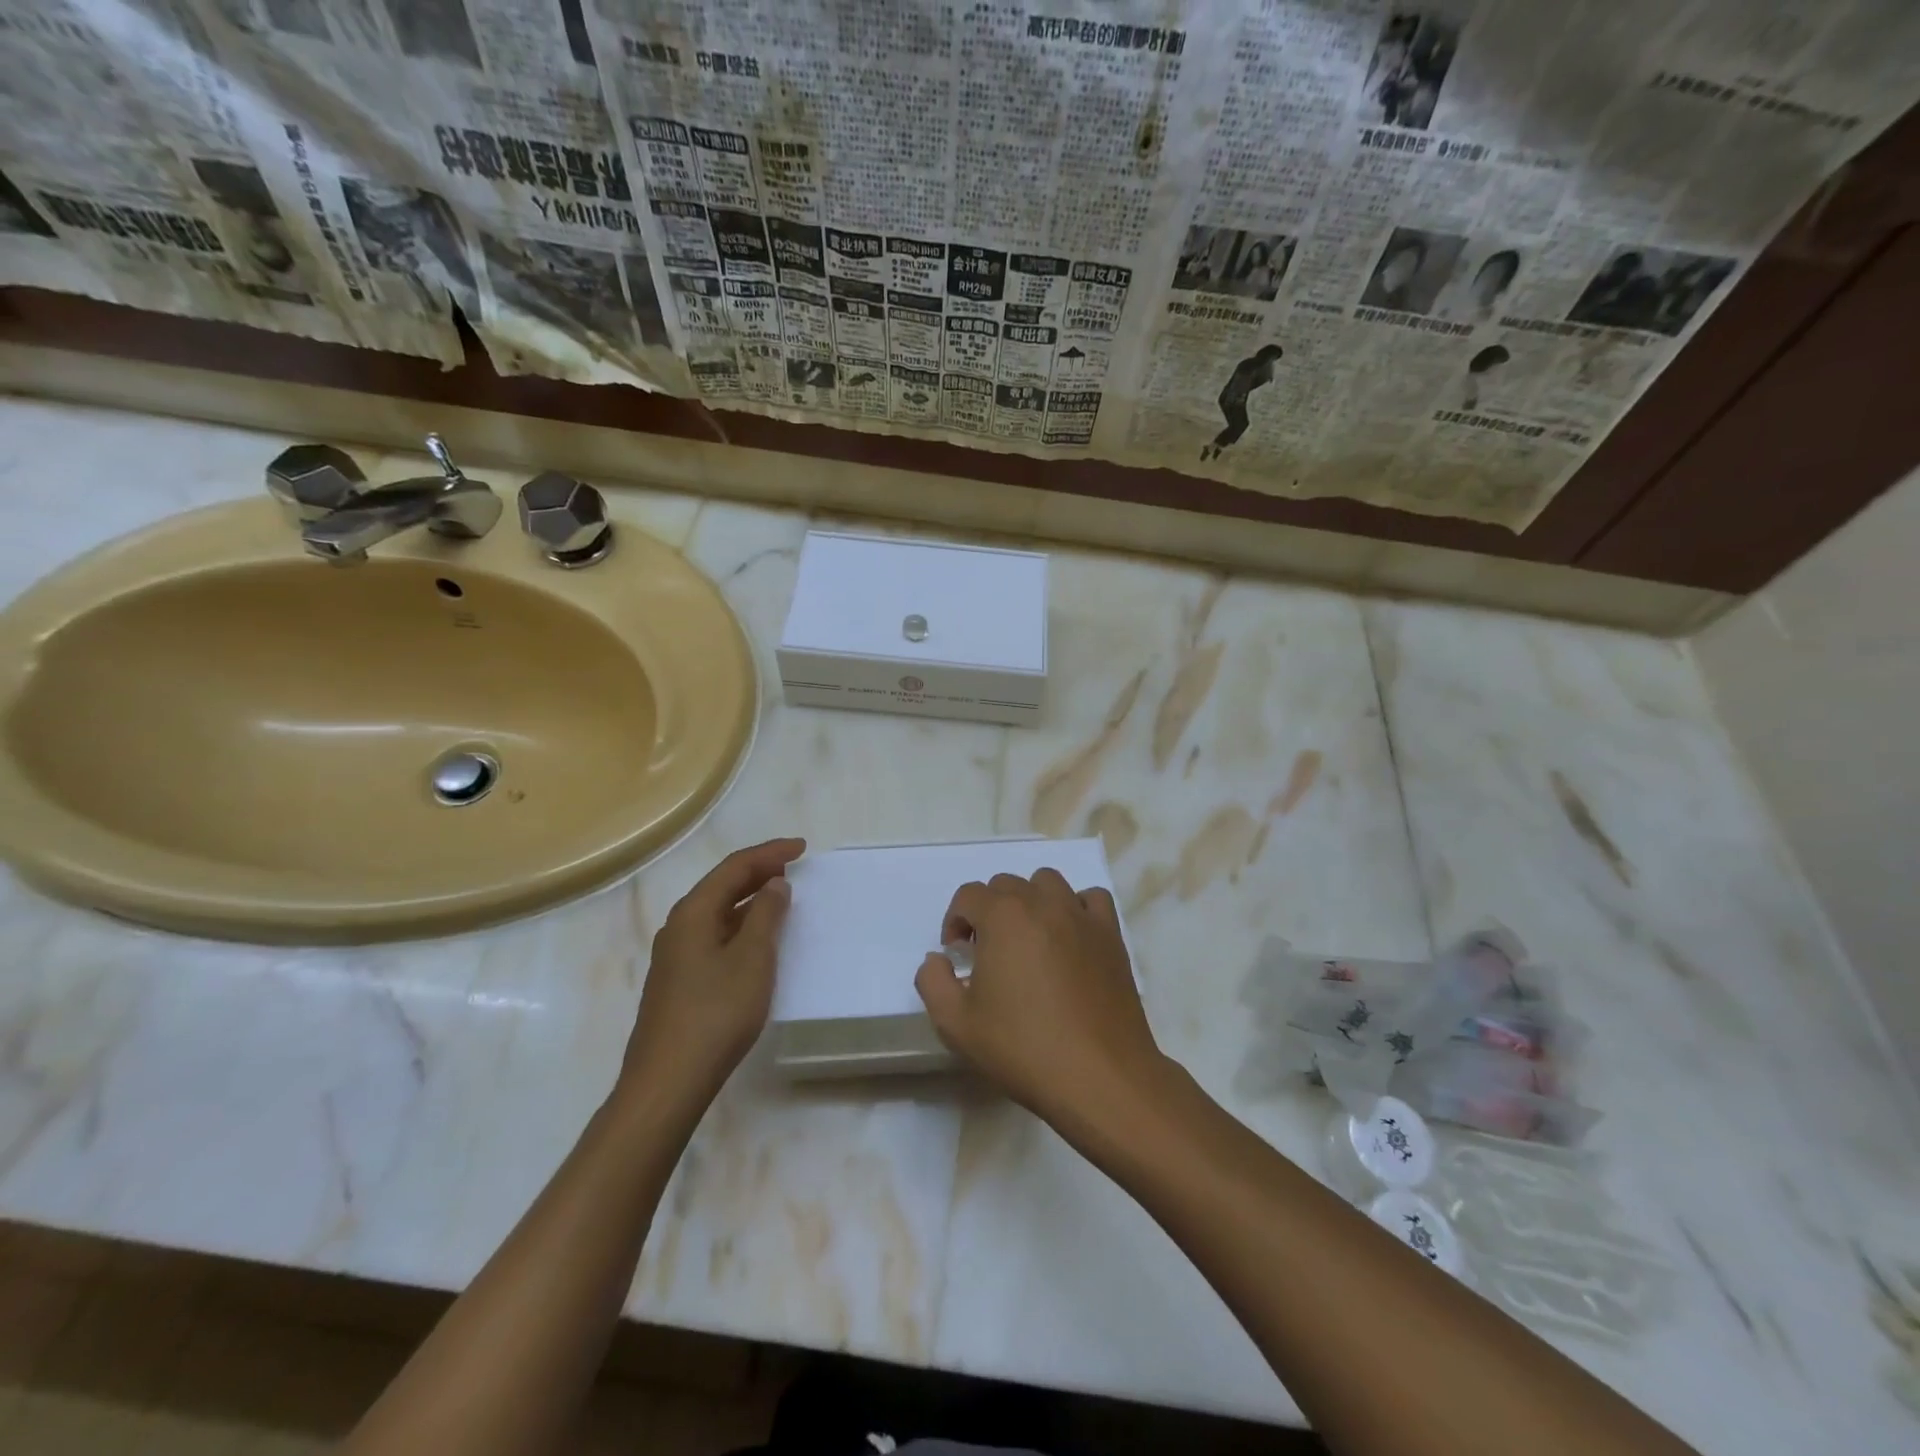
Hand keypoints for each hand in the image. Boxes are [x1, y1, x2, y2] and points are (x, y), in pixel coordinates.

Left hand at [621, 837, 805, 1105]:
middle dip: (757, 872)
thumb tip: (773, 884)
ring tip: (780, 897)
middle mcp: (679, 927)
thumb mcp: (752, 958)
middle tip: (792, 867)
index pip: (734, 867)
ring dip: (748, 900)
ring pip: (717, 913)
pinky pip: (713, 936)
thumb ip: (766, 915)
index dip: (769, 853)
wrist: (668, 1081)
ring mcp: (675, 956)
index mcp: (693, 913)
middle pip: (721, 886)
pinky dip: (739, 926)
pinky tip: (756, 941)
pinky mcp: (678, 982)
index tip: (802, 848)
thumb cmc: (716, 1013)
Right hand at [915, 869, 1163, 1123]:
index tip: (957, 957)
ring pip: (1047, 883)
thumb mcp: (956, 1024)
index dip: (955, 921)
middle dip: (988, 911)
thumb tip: (938, 959)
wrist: (1099, 1076)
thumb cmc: (1023, 1048)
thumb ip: (932, 981)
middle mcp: (1042, 903)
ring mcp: (1081, 916)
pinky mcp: (1111, 935)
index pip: (968, 895)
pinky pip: (1090, 899)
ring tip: (1027, 941)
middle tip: (988, 954)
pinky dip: (1075, 908)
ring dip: (1029, 902)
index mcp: (1003, 916)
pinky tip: (1069, 938)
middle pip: (1006, 885)